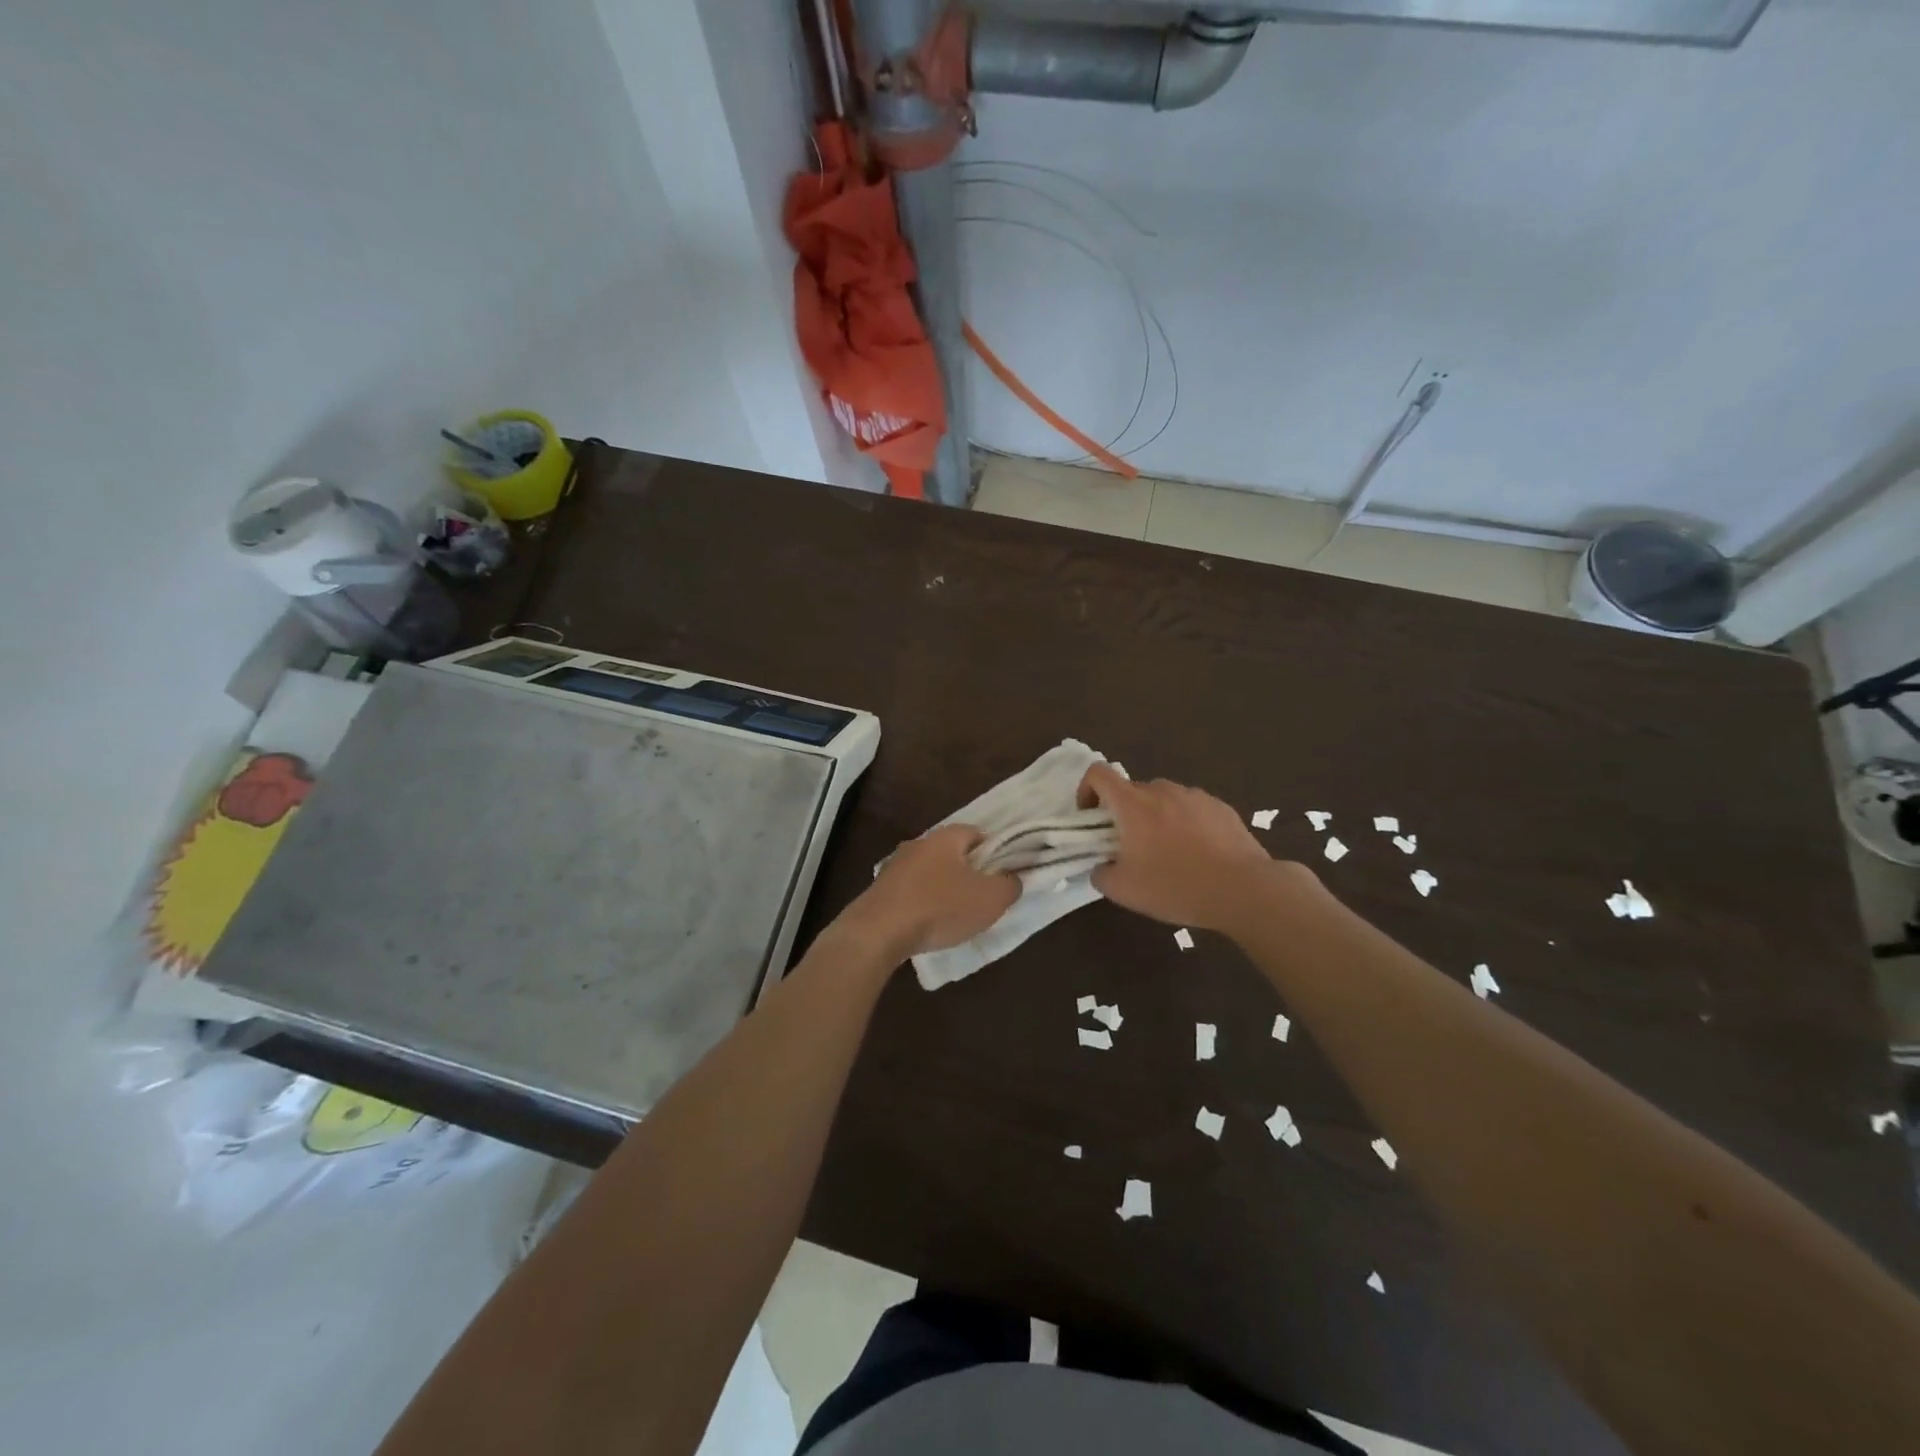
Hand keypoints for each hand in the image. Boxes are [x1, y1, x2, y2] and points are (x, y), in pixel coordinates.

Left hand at [846, 825, 1019, 960]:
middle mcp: (919, 843)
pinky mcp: (880, 890)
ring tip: (956, 917)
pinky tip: (928, 926)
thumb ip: (1009, 885)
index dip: (995, 853)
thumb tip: (1013, 879)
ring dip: (944, 890)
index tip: (1003, 877)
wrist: (878, 931)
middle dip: (969, 873)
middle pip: (953, 853)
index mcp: (946, 837)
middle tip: (982, 898)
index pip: (978, 834)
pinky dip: (923, 904)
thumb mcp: (990, 899)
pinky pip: (912, 892)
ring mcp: (895, 866)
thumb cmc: (940, 907)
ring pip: (930, 873)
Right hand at [1079, 764, 1283, 931]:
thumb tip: (1102, 866)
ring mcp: (1195, 796)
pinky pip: (1192, 809)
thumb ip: (1101, 873)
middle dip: (1124, 814)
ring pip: (1164, 800)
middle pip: (1132, 791)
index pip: (1098, 773)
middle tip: (1131, 848)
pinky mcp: (1221, 807)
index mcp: (1132, 804)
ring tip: (1168, 853)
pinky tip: (1198, 855)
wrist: (1243, 889)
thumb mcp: (1123, 890)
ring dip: (1156, 818)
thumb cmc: (1175, 886)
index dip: (1087, 790)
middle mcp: (1162, 790)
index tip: (1091, 818)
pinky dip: (1186, 824)